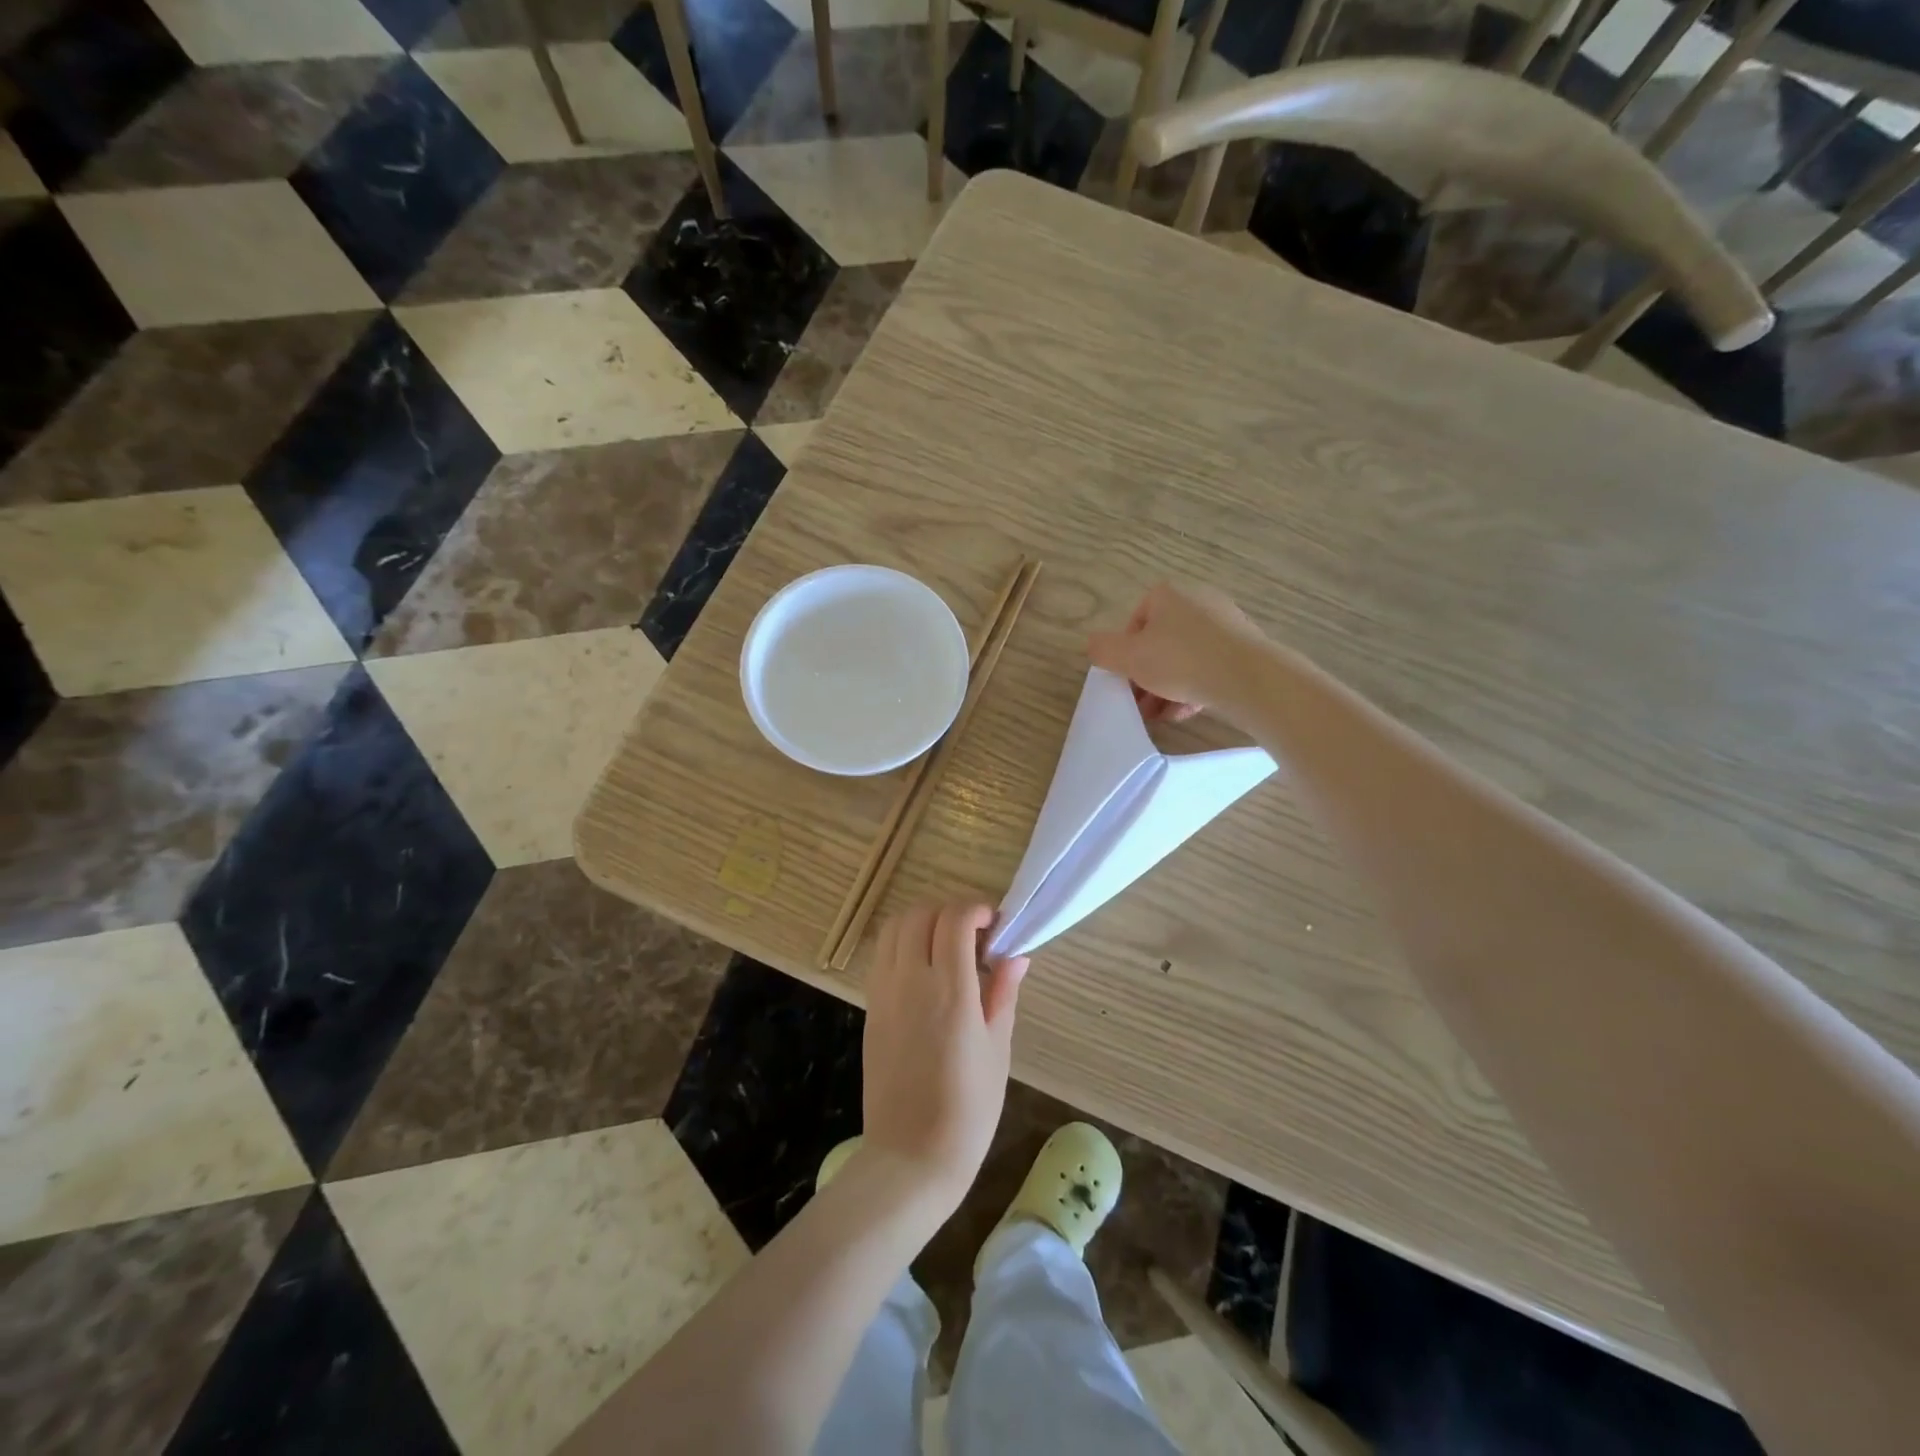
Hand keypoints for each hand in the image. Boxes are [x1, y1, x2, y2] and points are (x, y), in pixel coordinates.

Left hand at [859, 903, 1028, 1214]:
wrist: (910, 1158)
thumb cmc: (968, 1110)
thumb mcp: (997, 1049)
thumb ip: (1003, 993)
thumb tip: (1016, 954)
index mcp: (949, 992)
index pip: (953, 920)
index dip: (975, 910)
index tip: (994, 924)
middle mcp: (910, 982)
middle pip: (920, 914)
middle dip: (949, 912)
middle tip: (973, 936)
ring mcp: (884, 993)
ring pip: (894, 928)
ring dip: (922, 923)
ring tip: (947, 948)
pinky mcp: (870, 1008)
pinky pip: (882, 955)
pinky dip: (903, 945)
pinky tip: (925, 971)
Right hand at [1086, 581, 1272, 722]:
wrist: (1246, 677)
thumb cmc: (1179, 661)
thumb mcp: (1128, 657)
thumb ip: (1103, 649)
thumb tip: (1094, 645)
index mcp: (1167, 595)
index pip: (1135, 623)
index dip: (1126, 654)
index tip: (1126, 680)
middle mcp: (1197, 601)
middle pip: (1160, 642)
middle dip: (1147, 675)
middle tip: (1141, 703)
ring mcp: (1225, 623)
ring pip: (1185, 658)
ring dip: (1168, 687)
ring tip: (1162, 714)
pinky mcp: (1245, 647)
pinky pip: (1210, 666)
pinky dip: (1195, 687)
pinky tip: (1187, 711)